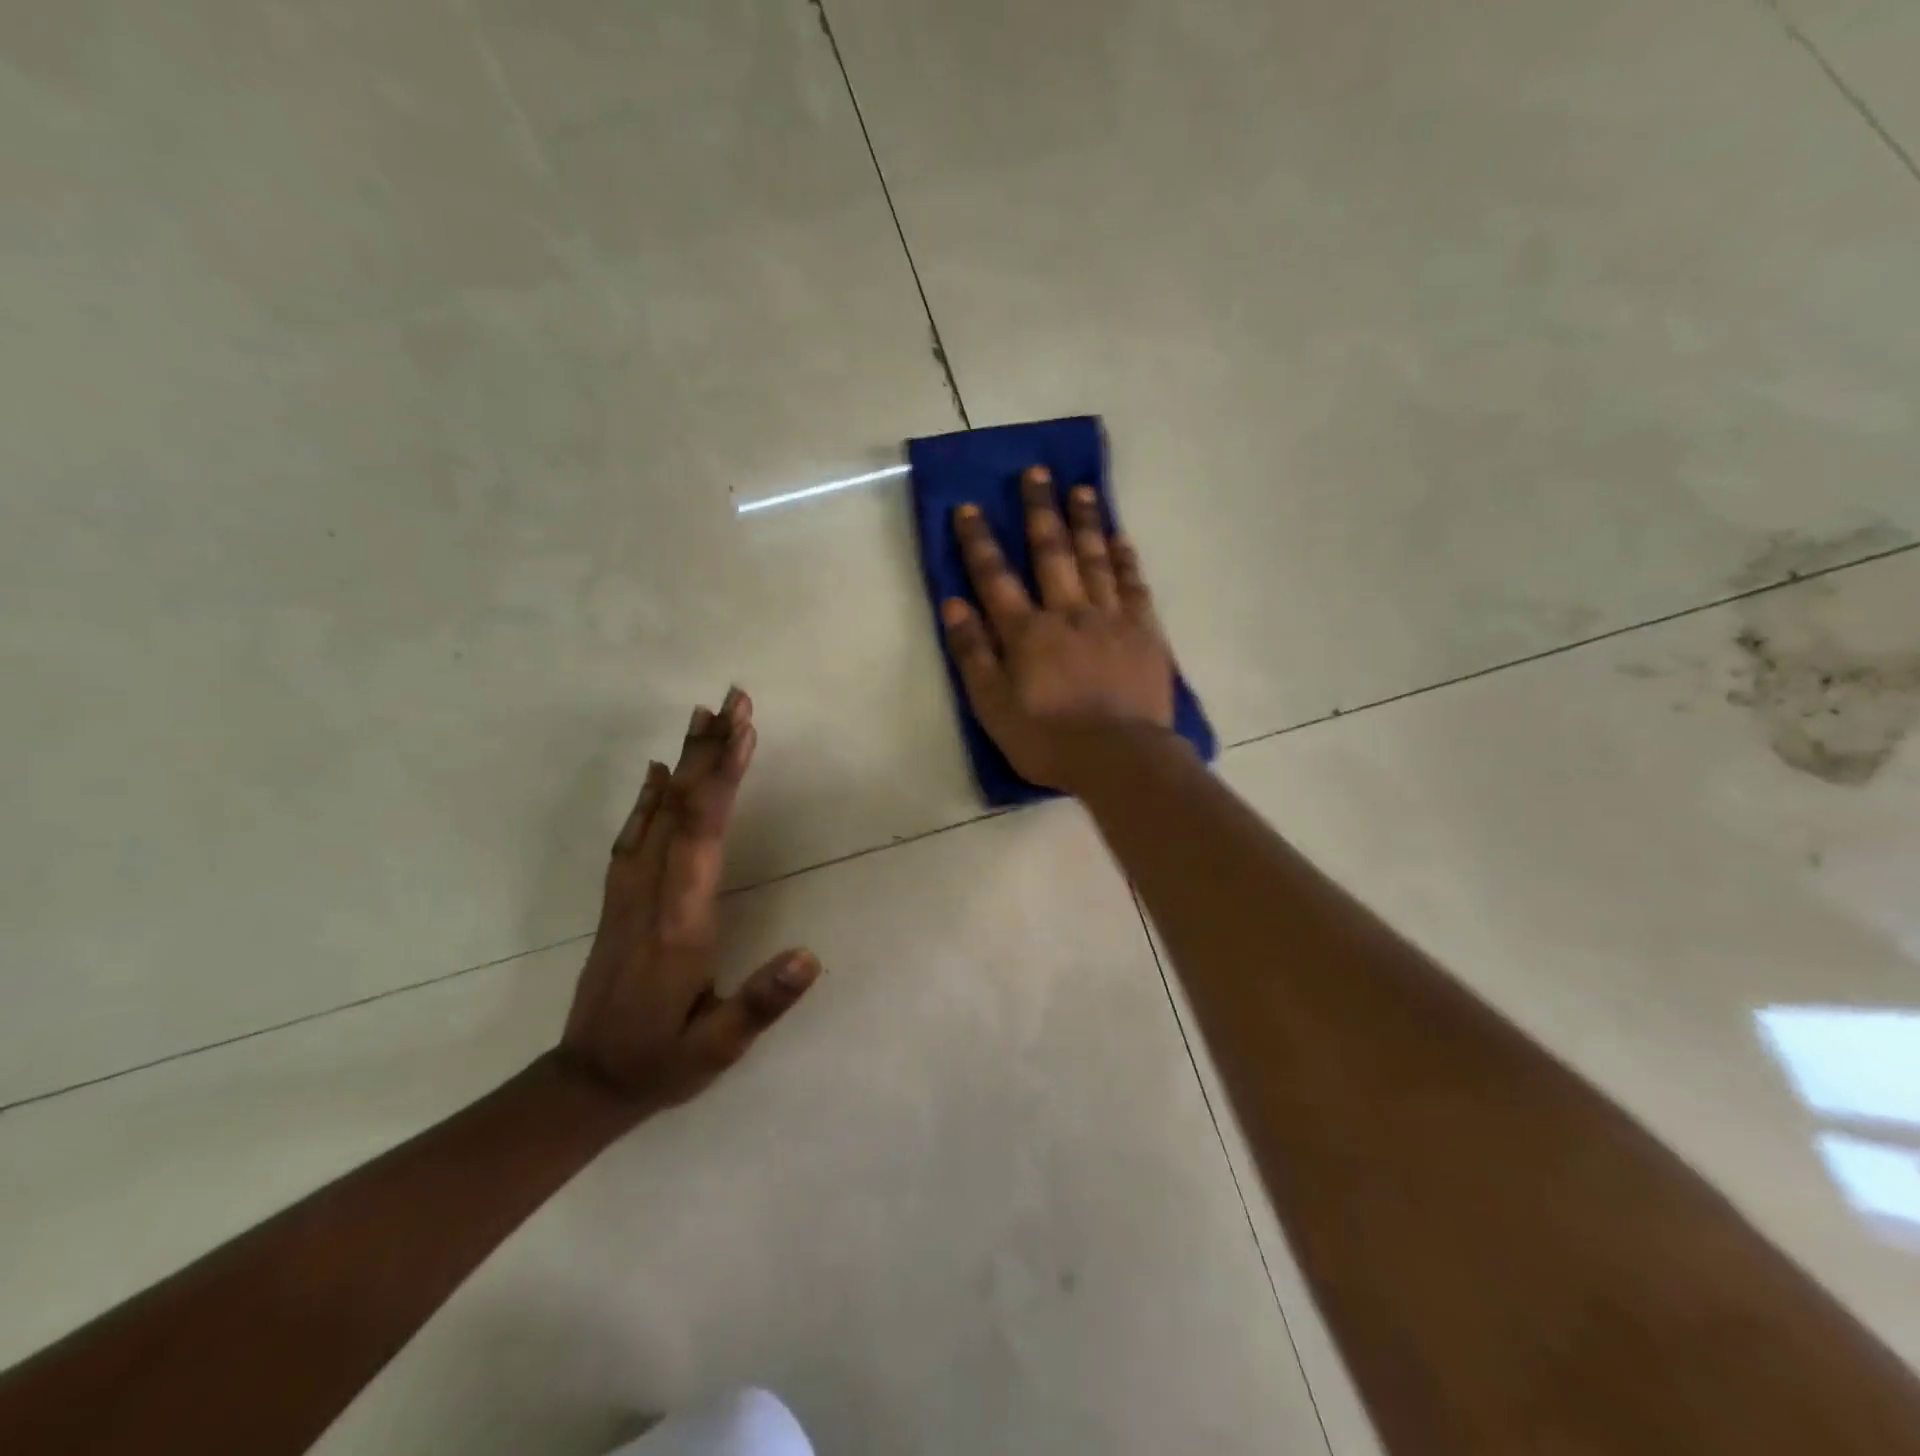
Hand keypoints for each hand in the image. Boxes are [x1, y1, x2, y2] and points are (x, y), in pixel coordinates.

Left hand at [554, 688, 820, 1112]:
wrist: (584, 1084)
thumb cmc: (661, 1062)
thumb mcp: (716, 1048)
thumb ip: (761, 1003)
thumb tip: (811, 956)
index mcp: (680, 922)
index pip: (703, 835)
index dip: (722, 779)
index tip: (744, 731)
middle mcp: (651, 894)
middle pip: (680, 809)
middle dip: (710, 751)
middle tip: (733, 699)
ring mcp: (628, 894)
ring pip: (657, 813)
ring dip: (683, 762)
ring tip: (702, 716)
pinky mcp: (620, 899)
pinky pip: (635, 835)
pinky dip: (649, 796)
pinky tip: (658, 771)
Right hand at [941, 466, 1175, 790]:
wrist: (1120, 758)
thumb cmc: (1048, 739)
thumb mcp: (993, 706)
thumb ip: (972, 654)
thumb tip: (952, 604)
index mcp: (1027, 632)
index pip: (996, 577)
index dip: (979, 541)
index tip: (970, 507)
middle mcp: (1068, 612)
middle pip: (1051, 552)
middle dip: (1040, 510)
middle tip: (1037, 471)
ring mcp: (1110, 618)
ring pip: (1095, 559)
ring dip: (1085, 521)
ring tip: (1081, 488)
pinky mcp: (1144, 632)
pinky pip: (1134, 585)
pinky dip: (1125, 558)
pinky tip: (1120, 537)